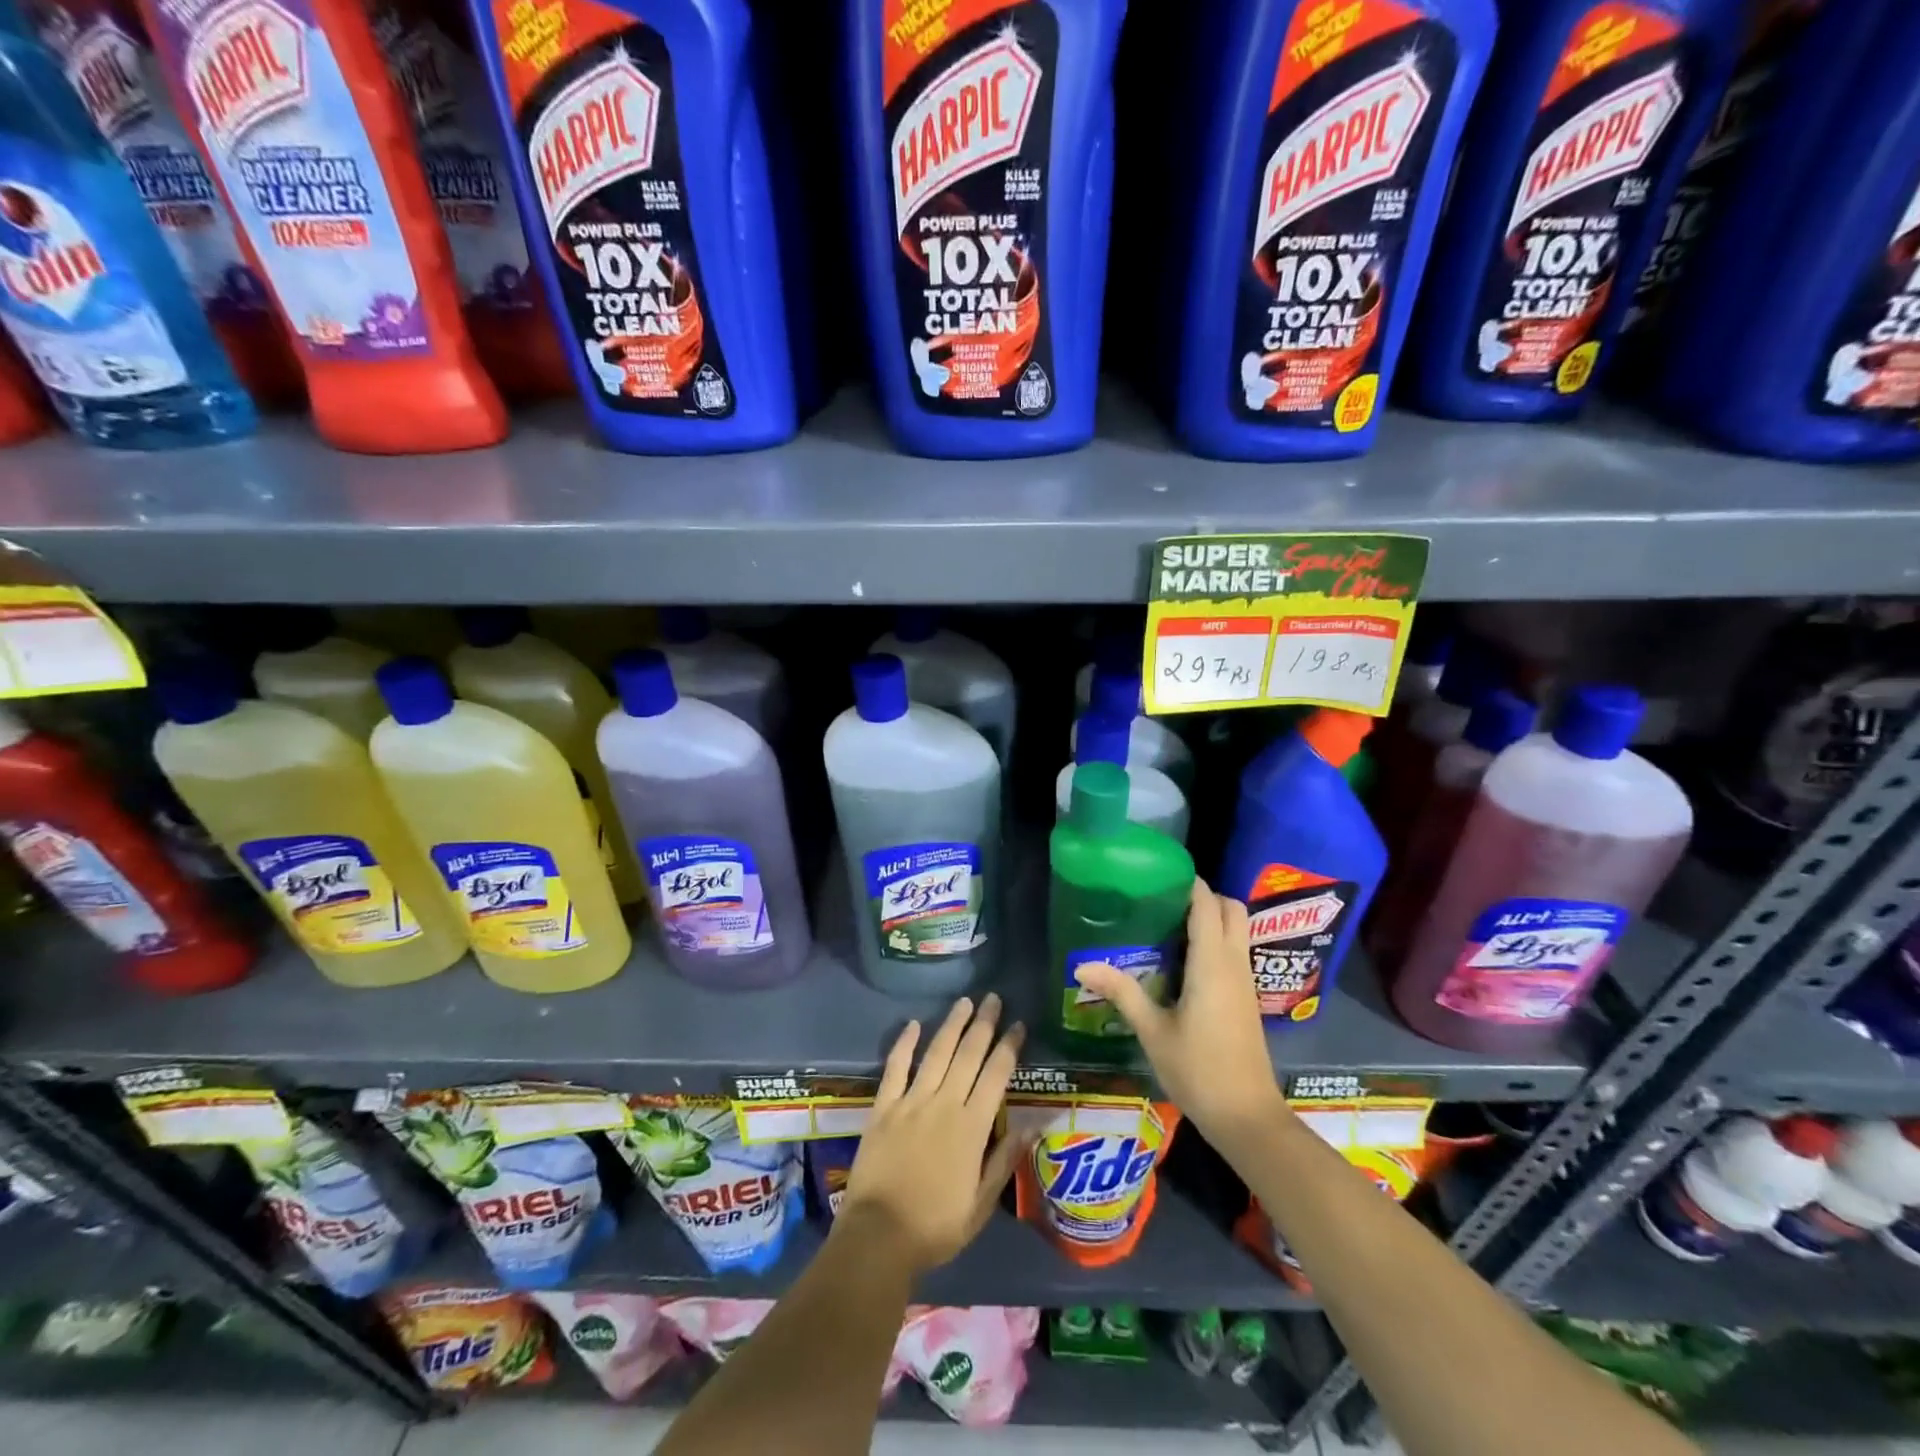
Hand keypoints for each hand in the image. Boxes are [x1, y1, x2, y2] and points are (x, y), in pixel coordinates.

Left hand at [838, 993, 1027, 1275]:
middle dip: (984, 1025)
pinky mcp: (883, 1107)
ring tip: (965, 1002)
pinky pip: (895, 1068)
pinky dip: (904, 1044)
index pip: (996, 1076)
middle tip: (994, 998)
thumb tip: (1031, 1125)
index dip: (1008, 1047)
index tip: (1018, 1024)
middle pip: (968, 1055)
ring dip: (952, 1025)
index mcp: (972, 1128)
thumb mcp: (981, 1204)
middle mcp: (944, 1105)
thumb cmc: (935, 1227)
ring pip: (936, 1053)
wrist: (878, 1236)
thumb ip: (1004, 1161)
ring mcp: (911, 1102)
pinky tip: (914, 1024)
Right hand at [1074, 880, 1281, 1141]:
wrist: (1247, 1117)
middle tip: (1164, 902)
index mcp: (1212, 963)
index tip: (1157, 875)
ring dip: (1211, 918)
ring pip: (1237, 929)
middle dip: (1204, 896)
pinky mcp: (1246, 998)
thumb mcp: (1153, 1031)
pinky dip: (1216, 940)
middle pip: (1231, 908)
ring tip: (1168, 925)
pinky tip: (1183, 960)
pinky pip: (1235, 951)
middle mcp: (1234, 963)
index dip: (1188, 883)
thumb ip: (1122, 992)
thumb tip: (1082, 964)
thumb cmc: (1198, 1070)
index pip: (1206, 904)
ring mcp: (1245, 981)